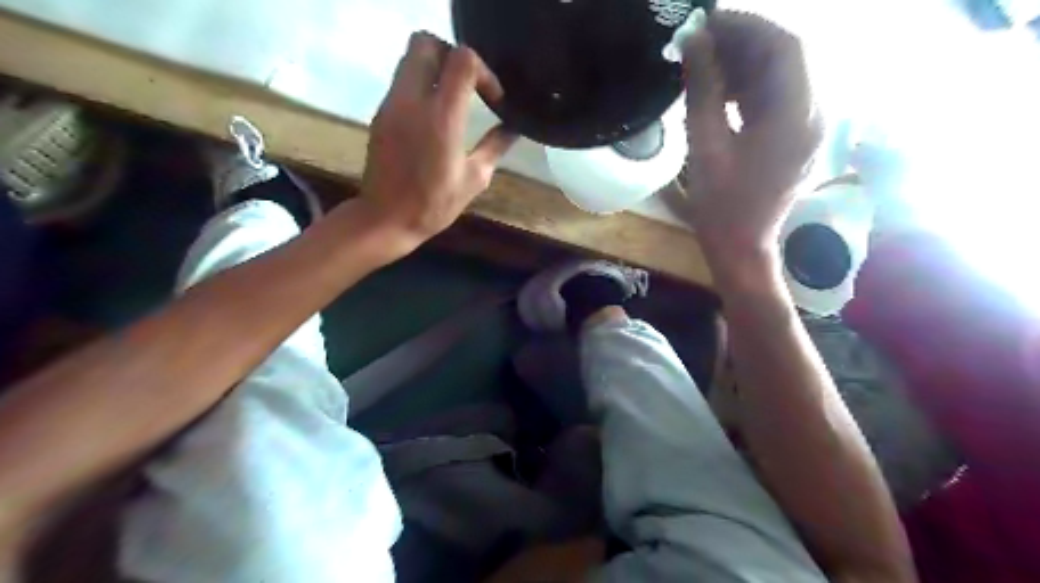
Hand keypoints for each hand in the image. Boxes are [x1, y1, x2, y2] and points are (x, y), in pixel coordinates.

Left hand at [361, 31, 517, 248]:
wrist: (386, 218)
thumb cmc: (434, 204)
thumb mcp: (474, 179)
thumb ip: (495, 146)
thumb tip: (513, 129)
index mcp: (442, 117)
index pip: (462, 60)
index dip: (483, 72)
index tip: (492, 99)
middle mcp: (413, 100)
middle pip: (426, 43)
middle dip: (452, 57)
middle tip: (468, 86)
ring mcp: (392, 104)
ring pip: (410, 59)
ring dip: (435, 69)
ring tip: (452, 100)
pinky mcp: (381, 113)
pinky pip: (402, 81)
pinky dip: (421, 86)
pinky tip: (433, 117)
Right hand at [685, 11, 821, 261]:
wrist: (741, 246)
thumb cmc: (720, 204)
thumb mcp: (705, 145)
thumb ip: (703, 89)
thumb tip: (694, 41)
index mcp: (796, 116)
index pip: (784, 47)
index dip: (747, 26)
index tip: (707, 22)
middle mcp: (814, 113)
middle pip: (788, 56)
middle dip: (745, 41)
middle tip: (702, 40)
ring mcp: (809, 125)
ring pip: (783, 75)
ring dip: (746, 62)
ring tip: (706, 62)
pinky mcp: (797, 135)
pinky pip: (778, 96)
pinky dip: (751, 85)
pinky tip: (722, 88)